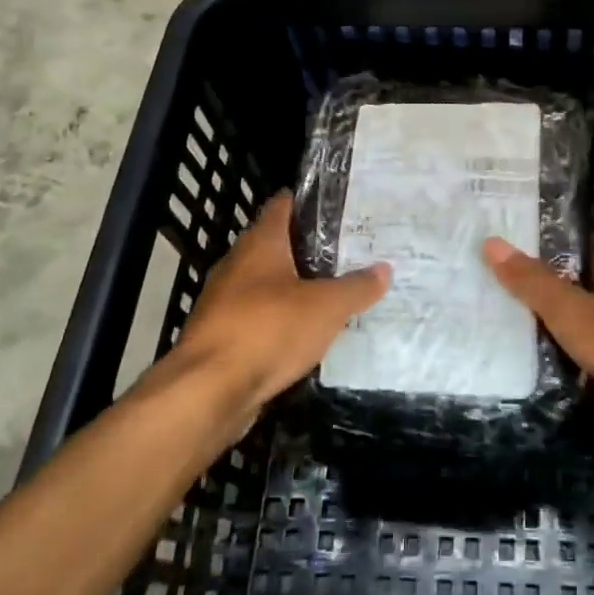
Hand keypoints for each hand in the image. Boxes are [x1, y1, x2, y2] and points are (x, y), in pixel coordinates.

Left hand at [165, 190, 390, 409]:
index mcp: (261, 243)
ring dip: (292, 287)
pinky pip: (257, 317)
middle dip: (306, 248)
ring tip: (331, 292)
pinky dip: (279, 320)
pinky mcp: (220, 336)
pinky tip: (304, 333)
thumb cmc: (269, 329)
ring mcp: (224, 302)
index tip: (335, 206)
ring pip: (265, 284)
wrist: (208, 392)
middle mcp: (237, 264)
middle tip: (346, 252)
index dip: (307, 202)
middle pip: (274, 245)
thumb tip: (385, 269)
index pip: (282, 206)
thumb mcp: (327, 307)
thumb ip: (357, 287)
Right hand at [484, 233, 593, 425]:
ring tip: (541, 334)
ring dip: (581, 319)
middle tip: (519, 298)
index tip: (516, 256)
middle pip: (591, 276)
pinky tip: (583, 367)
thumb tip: (492, 242)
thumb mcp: (573, 313)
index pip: (578, 241)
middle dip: (561, 286)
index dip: (548, 246)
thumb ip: (533, 283)